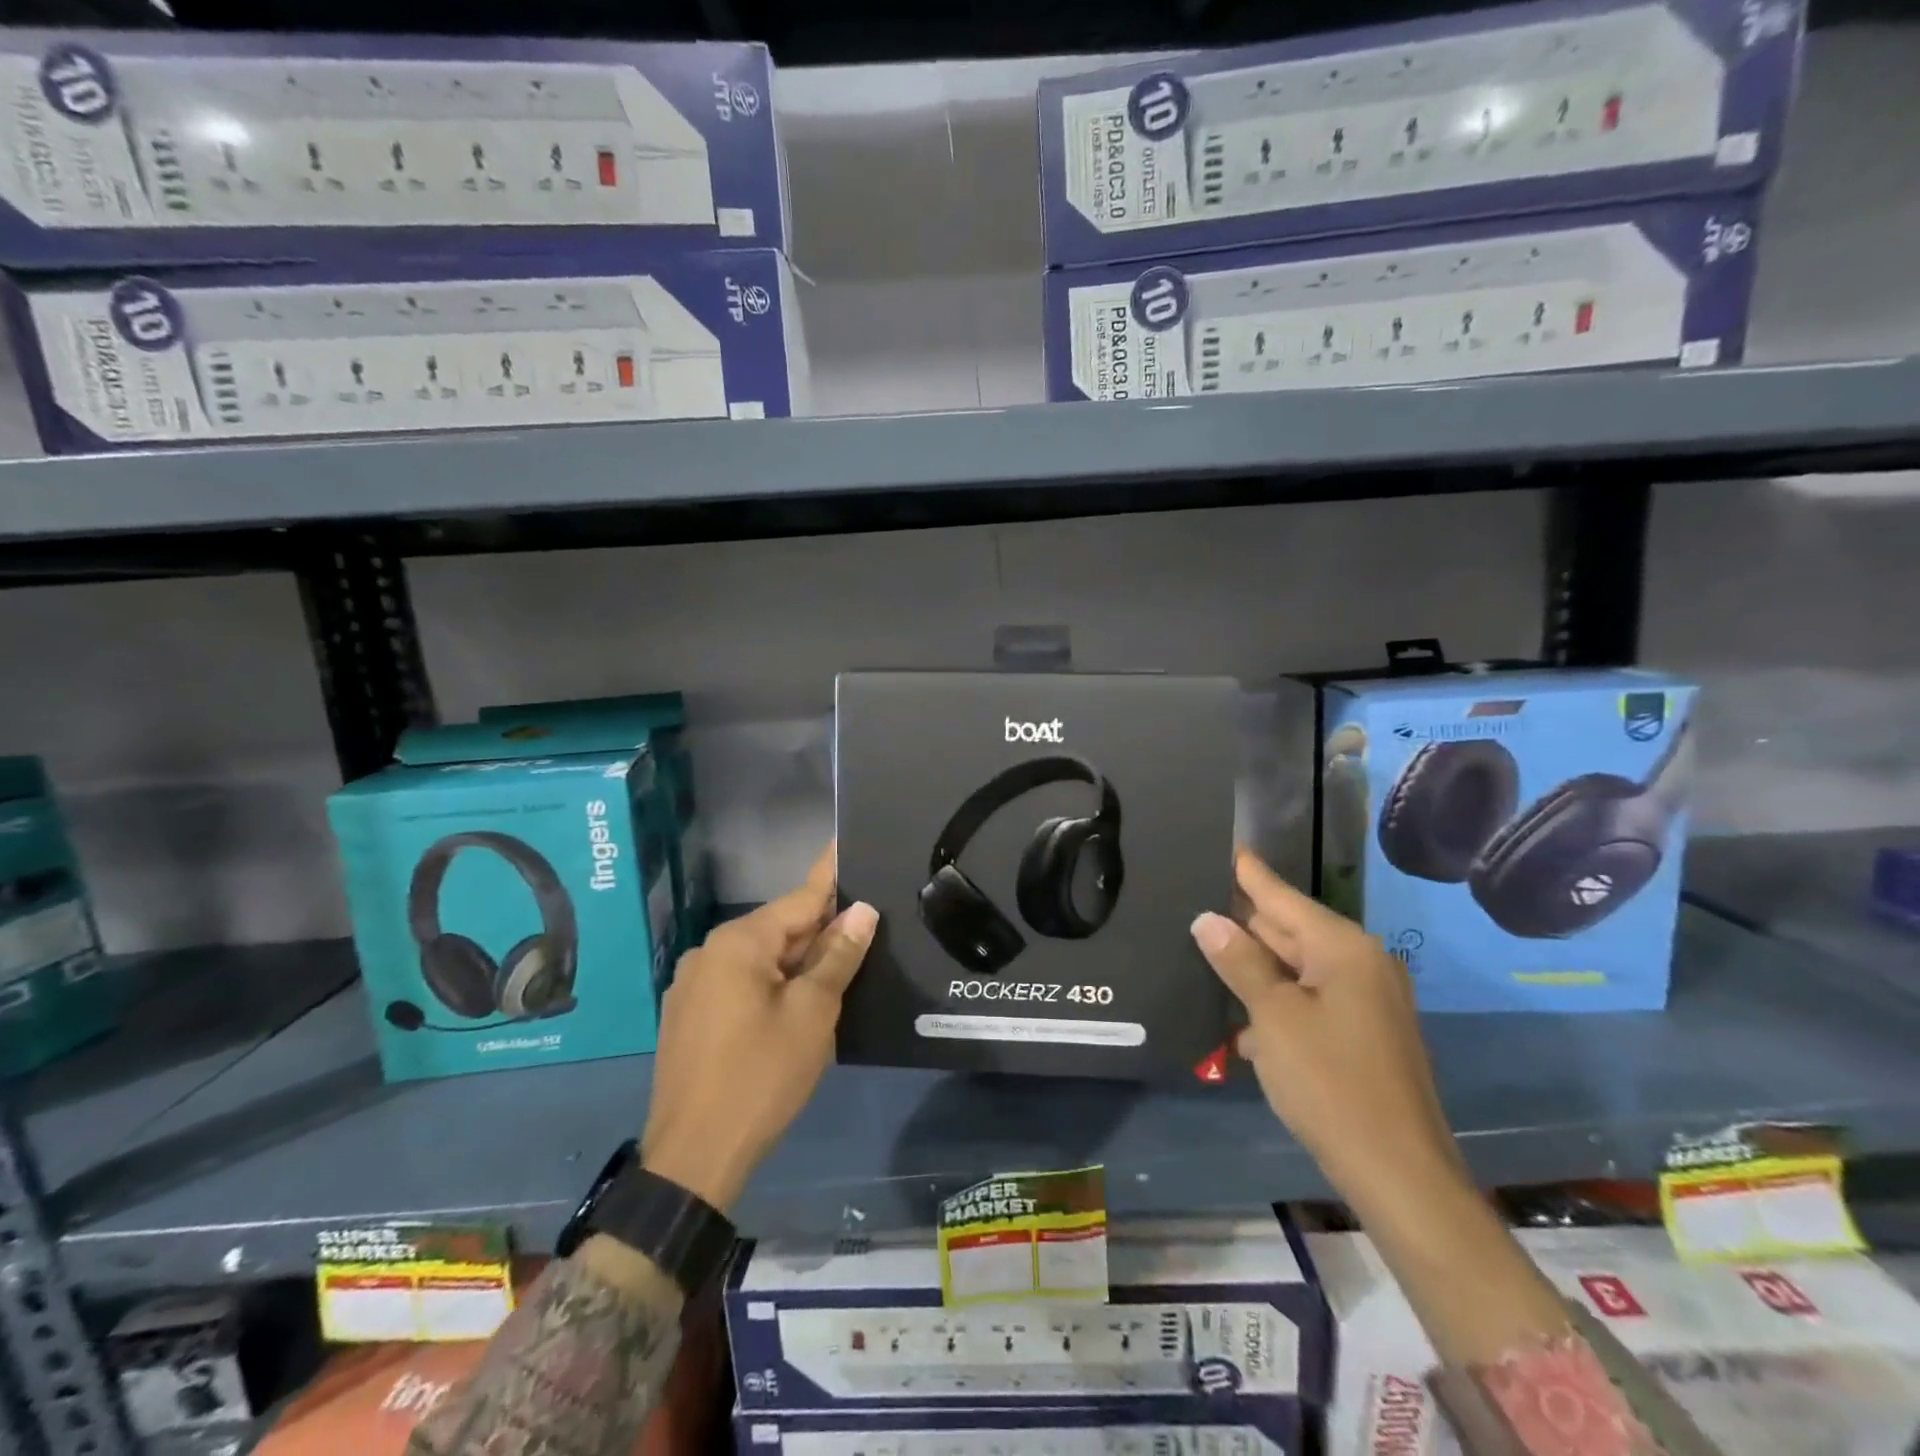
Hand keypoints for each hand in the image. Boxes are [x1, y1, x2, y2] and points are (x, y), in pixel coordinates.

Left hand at [641, 846, 876, 1211]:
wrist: (693, 1157)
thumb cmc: (761, 1076)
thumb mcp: (812, 1013)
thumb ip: (837, 956)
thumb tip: (861, 911)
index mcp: (739, 943)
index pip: (800, 899)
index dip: (832, 878)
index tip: (848, 846)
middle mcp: (710, 952)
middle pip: (780, 929)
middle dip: (821, 930)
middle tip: (865, 926)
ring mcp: (694, 984)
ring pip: (761, 958)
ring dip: (799, 960)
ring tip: (841, 962)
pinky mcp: (689, 1014)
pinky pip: (741, 982)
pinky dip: (774, 982)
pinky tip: (799, 998)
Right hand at [1189, 849, 1461, 1219]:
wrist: (1400, 1176)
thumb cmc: (1331, 1084)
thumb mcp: (1274, 1017)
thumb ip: (1239, 962)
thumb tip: (1207, 919)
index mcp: (1342, 947)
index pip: (1279, 894)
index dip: (1245, 871)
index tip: (1218, 844)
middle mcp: (1359, 962)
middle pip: (1287, 929)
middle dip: (1240, 923)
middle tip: (1189, 904)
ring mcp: (1366, 999)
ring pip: (1295, 967)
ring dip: (1253, 969)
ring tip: (1200, 953)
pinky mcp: (1363, 1032)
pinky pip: (1309, 999)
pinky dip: (1276, 1002)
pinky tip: (1239, 1018)